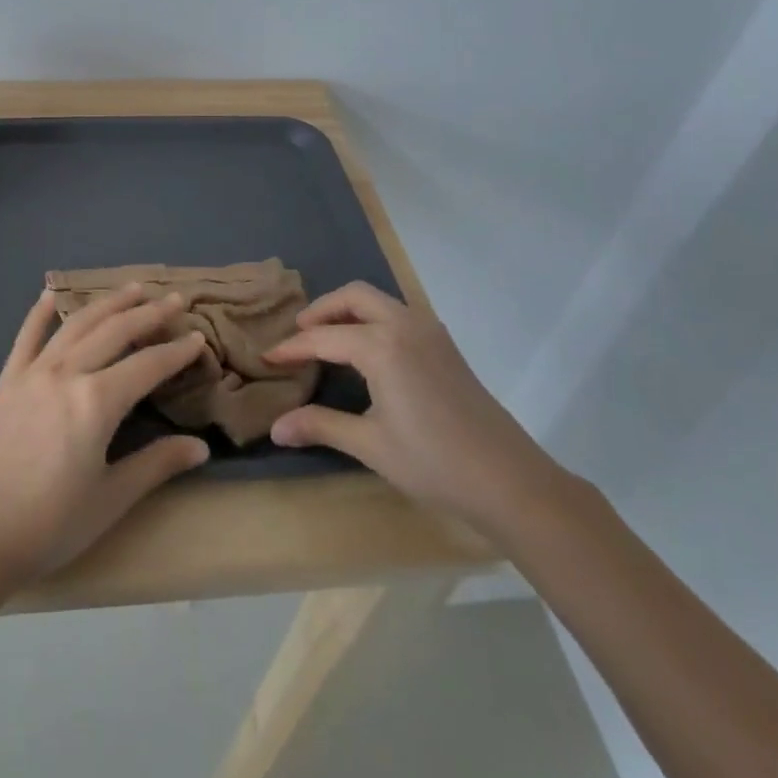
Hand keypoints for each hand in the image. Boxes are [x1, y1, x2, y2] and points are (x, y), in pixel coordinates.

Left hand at [0, 285, 211, 587]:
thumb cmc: (50, 524)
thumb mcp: (111, 499)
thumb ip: (157, 465)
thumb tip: (201, 448)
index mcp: (97, 402)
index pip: (148, 365)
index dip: (177, 351)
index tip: (199, 337)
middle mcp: (67, 373)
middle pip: (115, 331)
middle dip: (149, 313)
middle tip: (176, 299)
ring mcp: (33, 372)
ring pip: (77, 324)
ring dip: (107, 303)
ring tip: (132, 288)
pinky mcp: (6, 380)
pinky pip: (26, 336)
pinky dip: (40, 312)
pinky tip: (51, 294)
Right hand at [264, 282, 565, 533]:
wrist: (510, 481)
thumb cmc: (434, 463)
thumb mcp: (370, 445)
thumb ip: (321, 426)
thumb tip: (275, 428)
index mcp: (382, 346)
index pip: (323, 337)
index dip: (292, 347)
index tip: (267, 356)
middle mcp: (405, 325)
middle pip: (354, 296)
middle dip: (322, 309)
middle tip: (299, 334)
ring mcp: (431, 333)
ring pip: (381, 301)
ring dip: (349, 310)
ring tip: (328, 338)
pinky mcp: (446, 347)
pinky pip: (400, 314)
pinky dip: (374, 319)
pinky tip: (369, 352)